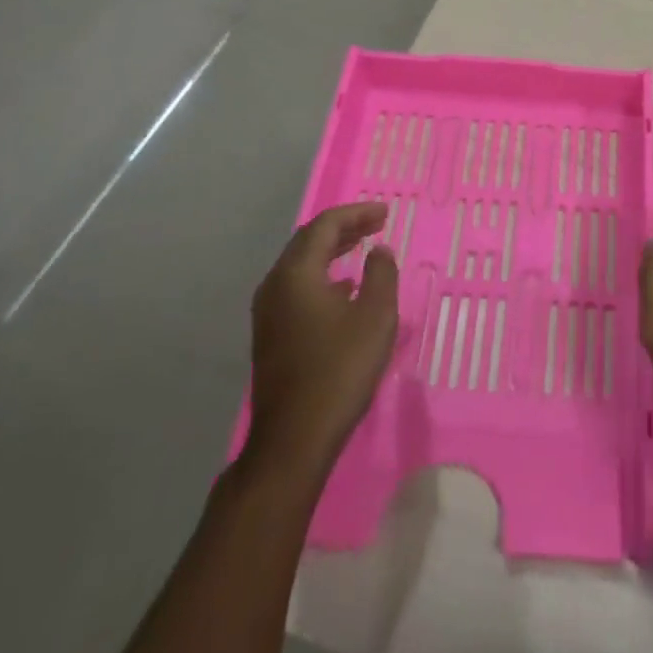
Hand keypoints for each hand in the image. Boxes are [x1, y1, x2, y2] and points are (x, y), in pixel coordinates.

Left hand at [242, 202, 398, 479]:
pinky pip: (297, 287)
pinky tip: (344, 289)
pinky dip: (322, 274)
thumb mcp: (376, 317)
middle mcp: (275, 285)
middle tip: (375, 224)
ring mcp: (268, 312)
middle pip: (308, 241)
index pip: (325, 225)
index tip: (385, 212)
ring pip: (300, 265)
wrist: (293, 440)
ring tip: (361, 247)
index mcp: (297, 274)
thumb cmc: (339, 370)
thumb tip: (378, 250)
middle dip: (343, 227)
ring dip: (331, 250)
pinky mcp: (270, 335)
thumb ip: (381, 275)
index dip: (356, 213)